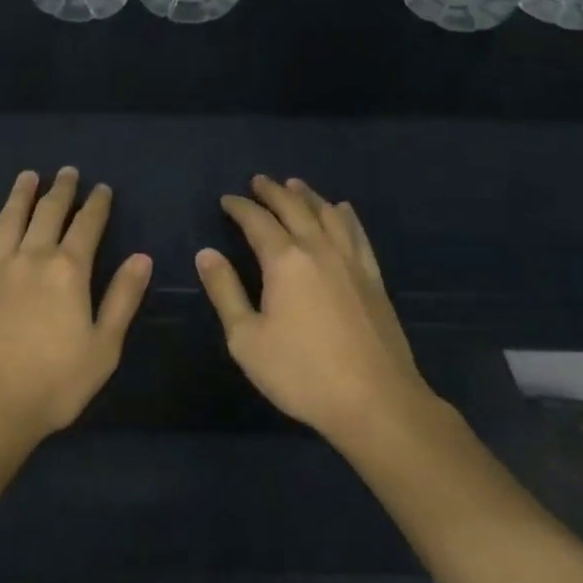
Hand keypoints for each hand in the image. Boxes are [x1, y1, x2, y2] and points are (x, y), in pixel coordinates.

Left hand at [0, 168, 151, 451]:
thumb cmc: (53, 384)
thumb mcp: (103, 348)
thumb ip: (123, 299)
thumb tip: (142, 257)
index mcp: (68, 271)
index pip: (87, 226)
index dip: (97, 204)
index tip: (102, 188)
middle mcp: (31, 256)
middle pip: (49, 213)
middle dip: (61, 190)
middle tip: (68, 172)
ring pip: (10, 218)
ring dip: (21, 194)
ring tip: (28, 175)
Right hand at [196, 176, 437, 449]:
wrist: (376, 402)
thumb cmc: (302, 373)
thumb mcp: (246, 338)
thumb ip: (225, 291)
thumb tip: (207, 253)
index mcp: (285, 261)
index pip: (257, 222)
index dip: (240, 208)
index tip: (227, 200)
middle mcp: (319, 251)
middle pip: (295, 209)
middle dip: (274, 192)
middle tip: (259, 181)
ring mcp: (352, 263)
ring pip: (329, 216)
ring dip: (309, 197)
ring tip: (296, 185)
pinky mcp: (374, 280)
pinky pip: (358, 235)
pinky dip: (346, 217)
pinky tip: (343, 211)